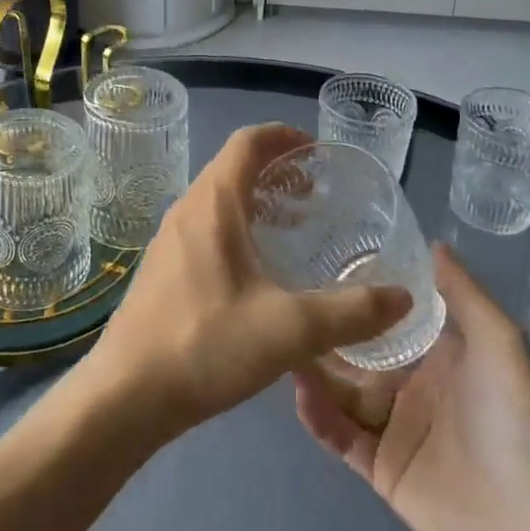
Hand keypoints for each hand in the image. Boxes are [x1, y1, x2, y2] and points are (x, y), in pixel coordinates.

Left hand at [83, 124, 411, 447]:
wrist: (125, 394)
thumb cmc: (205, 345)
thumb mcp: (290, 330)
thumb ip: (351, 312)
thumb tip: (403, 298)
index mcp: (213, 204)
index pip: (248, 142)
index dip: (284, 136)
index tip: (317, 151)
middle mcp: (187, 209)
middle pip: (233, 166)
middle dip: (276, 169)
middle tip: (316, 193)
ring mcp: (169, 239)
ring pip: (218, 198)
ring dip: (257, 199)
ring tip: (294, 227)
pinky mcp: (163, 267)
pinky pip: (206, 226)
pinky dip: (238, 226)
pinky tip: (258, 271)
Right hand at [293, 245, 529, 530]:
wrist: (528, 515)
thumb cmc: (512, 416)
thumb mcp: (498, 340)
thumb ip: (462, 293)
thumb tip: (433, 242)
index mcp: (438, 359)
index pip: (388, 324)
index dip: (358, 302)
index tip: (321, 272)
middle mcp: (413, 390)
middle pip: (358, 359)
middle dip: (326, 337)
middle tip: (287, 311)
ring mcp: (395, 432)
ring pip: (343, 396)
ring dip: (315, 375)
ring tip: (283, 348)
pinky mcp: (381, 469)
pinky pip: (342, 438)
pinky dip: (320, 418)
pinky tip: (299, 393)